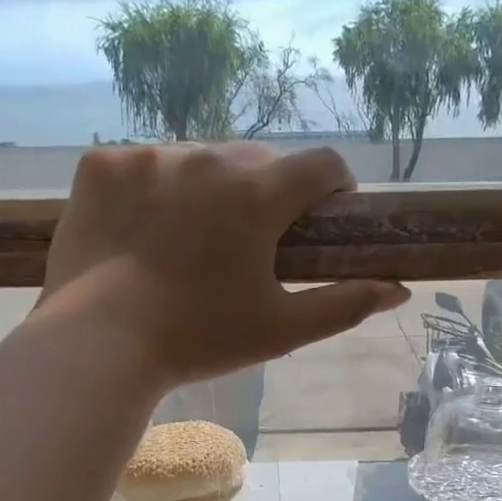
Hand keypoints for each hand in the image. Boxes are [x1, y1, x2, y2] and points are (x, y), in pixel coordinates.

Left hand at [40, 142, 409, 389]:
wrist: (100, 345)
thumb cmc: (201, 340)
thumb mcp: (282, 330)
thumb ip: (346, 304)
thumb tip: (401, 289)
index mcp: (259, 194)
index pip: (323, 163)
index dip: (334, 186)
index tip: (323, 215)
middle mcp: (208, 158)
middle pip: (260, 159)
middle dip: (268, 192)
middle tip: (252, 241)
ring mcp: (149, 156)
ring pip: (200, 158)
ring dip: (209, 187)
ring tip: (190, 239)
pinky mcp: (102, 165)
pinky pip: (143, 163)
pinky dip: (152, 189)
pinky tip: (143, 230)